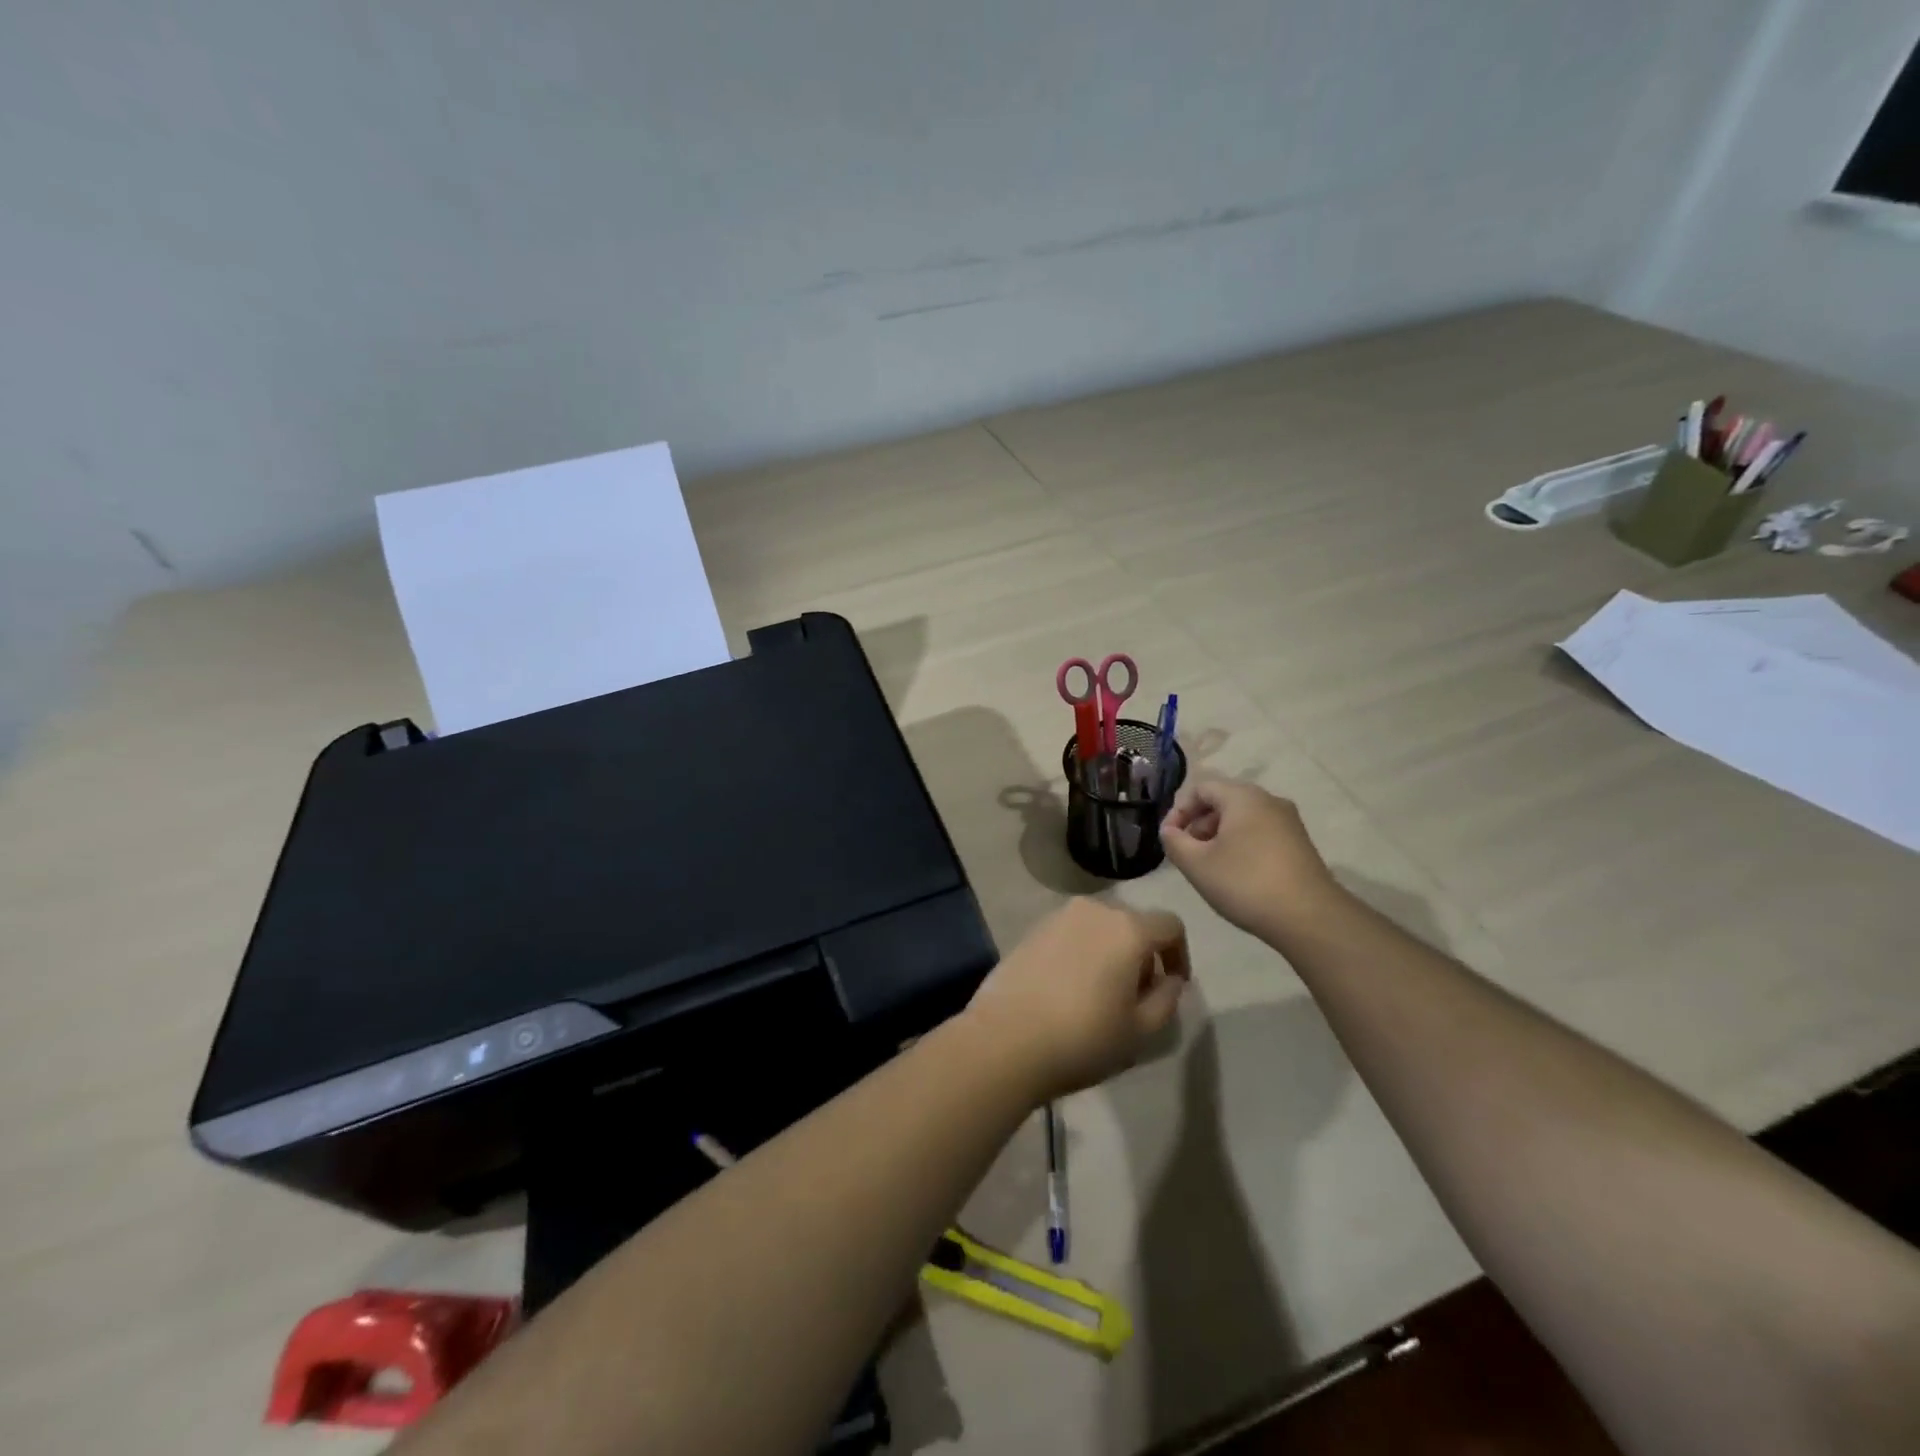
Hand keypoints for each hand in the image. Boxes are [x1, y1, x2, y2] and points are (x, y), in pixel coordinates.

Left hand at [963, 899, 1189, 1101]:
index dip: (1180, 954)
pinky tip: (1069, 989)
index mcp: (1127, 928)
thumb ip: (1167, 998)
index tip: (1172, 987)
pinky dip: (1081, 952)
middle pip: (1133, 923)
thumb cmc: (1083, 1038)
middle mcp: (1093, 910)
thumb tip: (1169, 978)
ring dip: (1110, 952)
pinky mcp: (1031, 930)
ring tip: (1101, 994)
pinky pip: (1070, 934)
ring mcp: (1057, 916)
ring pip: (1099, 927)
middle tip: (1136, 996)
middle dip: (1143, 954)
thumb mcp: (1141, 1030)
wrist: (1005, 1040)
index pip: (1170, 925)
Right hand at [1160, 779, 1343, 939]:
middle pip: (1223, 801)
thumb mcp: (1196, 864)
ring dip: (1218, 836)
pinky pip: (1260, 833)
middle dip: (1198, 824)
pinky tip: (1237, 875)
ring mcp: (1289, 822)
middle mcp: (1269, 800)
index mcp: (1243, 797)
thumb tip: (1170, 831)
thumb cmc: (1245, 883)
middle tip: (1187, 853)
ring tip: (1209, 867)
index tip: (1169, 838)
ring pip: (1242, 818)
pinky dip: (1241, 845)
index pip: (1201, 788)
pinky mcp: (1300, 843)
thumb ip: (1174, 842)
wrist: (1309, 918)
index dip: (1178, 810)